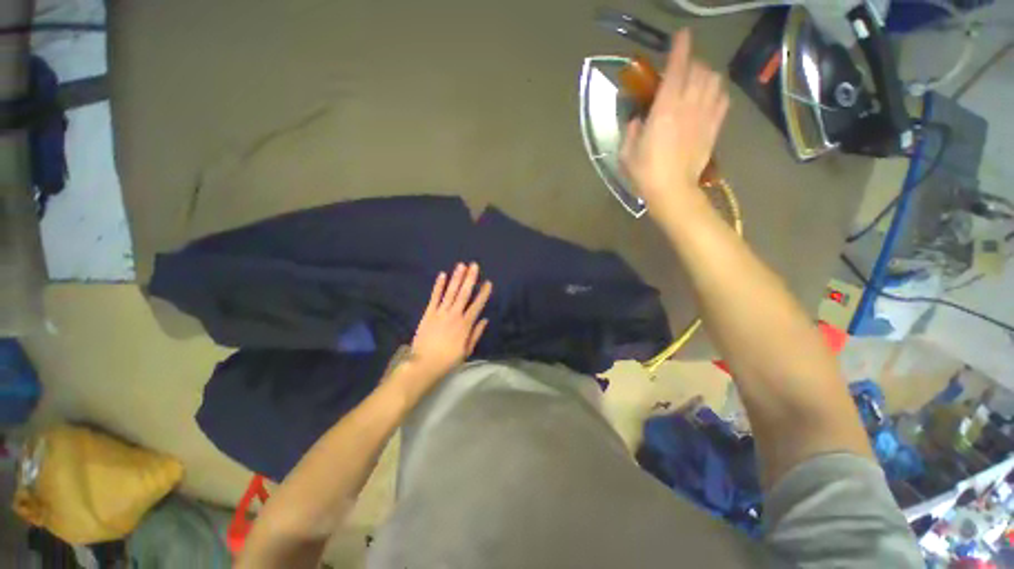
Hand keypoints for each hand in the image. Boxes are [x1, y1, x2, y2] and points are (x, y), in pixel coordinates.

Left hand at [403, 262, 491, 390]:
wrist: (424, 364)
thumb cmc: (448, 360)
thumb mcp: (467, 350)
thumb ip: (476, 334)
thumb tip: (485, 319)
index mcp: (465, 325)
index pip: (477, 305)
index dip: (483, 293)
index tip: (488, 282)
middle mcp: (454, 315)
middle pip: (464, 294)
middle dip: (470, 278)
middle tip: (474, 265)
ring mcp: (440, 313)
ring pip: (450, 292)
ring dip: (456, 278)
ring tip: (461, 265)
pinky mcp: (428, 313)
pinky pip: (434, 297)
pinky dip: (438, 286)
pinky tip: (442, 275)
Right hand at [621, 29, 729, 219]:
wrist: (672, 191)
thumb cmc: (645, 173)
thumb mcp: (626, 154)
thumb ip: (630, 132)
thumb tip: (637, 120)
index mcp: (664, 110)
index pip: (677, 69)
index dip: (680, 49)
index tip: (682, 36)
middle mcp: (687, 106)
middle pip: (698, 70)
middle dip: (691, 63)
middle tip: (682, 69)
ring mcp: (704, 116)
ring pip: (713, 81)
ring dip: (705, 75)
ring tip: (697, 80)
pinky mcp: (714, 128)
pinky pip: (722, 100)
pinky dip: (717, 92)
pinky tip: (709, 97)